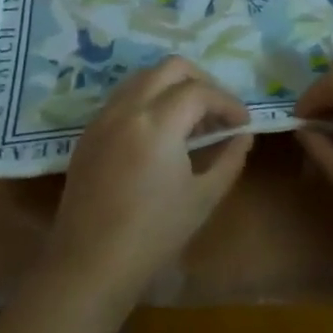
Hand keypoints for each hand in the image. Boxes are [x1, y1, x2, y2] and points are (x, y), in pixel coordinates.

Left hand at [43, 57, 251, 307]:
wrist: (90, 265)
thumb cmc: (153, 235)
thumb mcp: (203, 198)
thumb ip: (229, 159)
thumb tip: (243, 136)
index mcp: (157, 122)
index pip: (200, 91)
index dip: (228, 102)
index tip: (243, 123)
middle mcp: (128, 107)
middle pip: (171, 68)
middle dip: (201, 81)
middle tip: (217, 111)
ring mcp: (103, 117)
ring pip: (144, 77)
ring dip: (172, 87)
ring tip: (189, 120)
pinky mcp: (89, 132)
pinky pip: (123, 97)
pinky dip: (148, 100)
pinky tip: (159, 132)